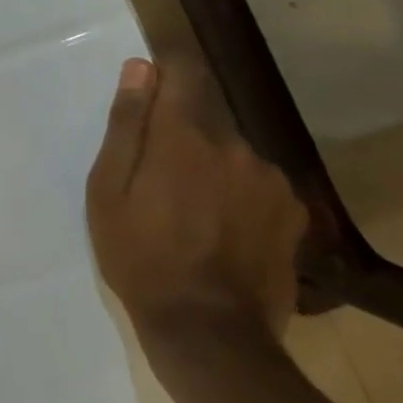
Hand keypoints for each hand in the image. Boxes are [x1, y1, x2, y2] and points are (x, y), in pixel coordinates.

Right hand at [87, 57, 305, 347]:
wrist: (209, 335)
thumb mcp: (109, 191)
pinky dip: (242, 197)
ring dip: (214, 169)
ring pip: (233, 154)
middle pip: (206, 120)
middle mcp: (234, 145)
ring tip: (195, 217)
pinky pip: (259, 185)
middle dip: (183, 139)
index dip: (165, 76)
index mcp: (184, 135)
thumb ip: (127, 125)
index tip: (150, 98)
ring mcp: (270, 180)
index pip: (183, 72)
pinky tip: (228, 234)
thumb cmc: (141, 258)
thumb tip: (140, 68)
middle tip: (161, 186)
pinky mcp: (292, 214)